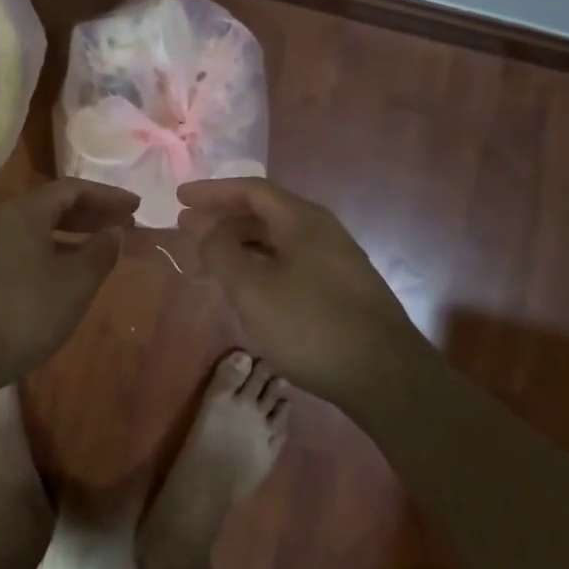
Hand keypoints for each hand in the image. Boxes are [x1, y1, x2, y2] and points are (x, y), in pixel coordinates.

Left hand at [0, 178, 139, 380]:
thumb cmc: (24, 312)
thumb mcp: (74, 284)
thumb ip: (100, 253)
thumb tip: (115, 231)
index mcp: (25, 211)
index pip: (73, 189)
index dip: (107, 195)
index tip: (135, 206)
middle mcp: (3, 218)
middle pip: (53, 205)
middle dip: (92, 213)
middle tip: (123, 225)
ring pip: (39, 228)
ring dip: (73, 234)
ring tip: (103, 248)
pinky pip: (26, 246)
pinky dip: (54, 250)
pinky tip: (69, 271)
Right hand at [177, 178, 426, 406]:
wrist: (388, 378)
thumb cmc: (311, 326)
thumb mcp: (252, 289)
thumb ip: (220, 251)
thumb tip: (197, 222)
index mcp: (302, 220)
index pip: (251, 190)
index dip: (213, 191)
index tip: (180, 197)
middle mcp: (322, 230)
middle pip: (266, 211)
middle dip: (225, 217)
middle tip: (191, 228)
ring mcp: (337, 260)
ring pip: (279, 239)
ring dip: (242, 243)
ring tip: (212, 258)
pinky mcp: (343, 289)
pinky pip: (292, 261)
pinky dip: (262, 263)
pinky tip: (250, 287)